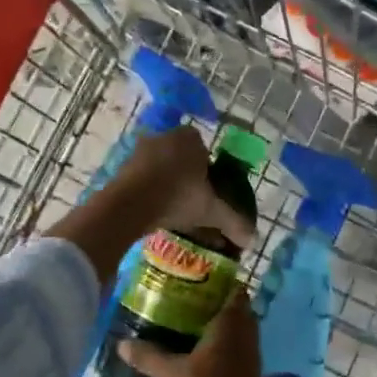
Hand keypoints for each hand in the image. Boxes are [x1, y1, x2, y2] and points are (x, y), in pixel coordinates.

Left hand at [116, 125, 255, 250]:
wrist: (130, 205)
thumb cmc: (178, 197)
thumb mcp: (211, 211)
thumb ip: (233, 222)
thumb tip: (252, 239)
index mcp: (190, 138)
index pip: (205, 150)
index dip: (209, 171)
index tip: (209, 193)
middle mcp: (165, 137)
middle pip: (182, 159)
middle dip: (188, 179)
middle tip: (192, 204)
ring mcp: (141, 150)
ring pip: (162, 168)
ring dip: (168, 186)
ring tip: (172, 212)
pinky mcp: (123, 166)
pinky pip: (143, 178)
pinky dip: (150, 191)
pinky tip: (153, 212)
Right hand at [120, 287, 264, 376]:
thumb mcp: (167, 373)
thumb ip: (146, 354)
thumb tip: (122, 342)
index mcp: (231, 320)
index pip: (233, 288)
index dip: (218, 280)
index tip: (195, 279)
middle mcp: (246, 332)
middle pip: (233, 309)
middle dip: (212, 304)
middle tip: (184, 301)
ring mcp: (250, 354)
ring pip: (234, 331)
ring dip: (215, 327)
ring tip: (185, 325)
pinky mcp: (248, 374)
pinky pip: (234, 349)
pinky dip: (219, 347)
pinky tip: (195, 353)